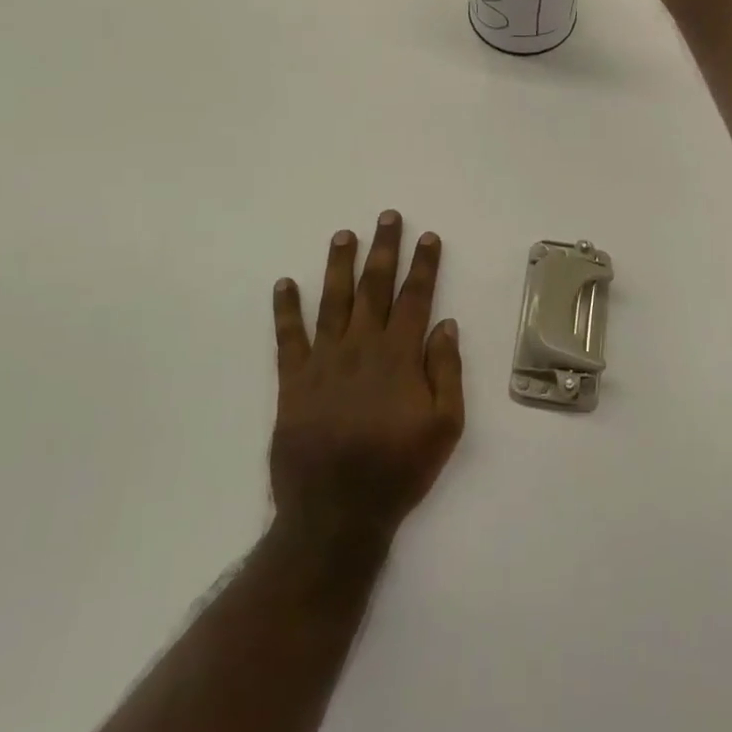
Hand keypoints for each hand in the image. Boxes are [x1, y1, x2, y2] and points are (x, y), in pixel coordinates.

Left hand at [270, 211, 463, 557]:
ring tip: (343, 235)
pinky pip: (288, 338)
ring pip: (333, 301)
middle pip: (374, 288)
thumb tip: (445, 325)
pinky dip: (285, 310)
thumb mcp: (444, 427)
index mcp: (399, 357)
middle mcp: (361, 348)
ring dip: (339, 265)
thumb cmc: (398, 470)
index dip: (423, 266)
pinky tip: (284, 284)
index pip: (415, 298)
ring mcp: (324, 362)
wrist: (336, 514)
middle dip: (383, 250)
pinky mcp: (293, 382)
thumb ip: (446, 372)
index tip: (428, 236)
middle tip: (387, 217)